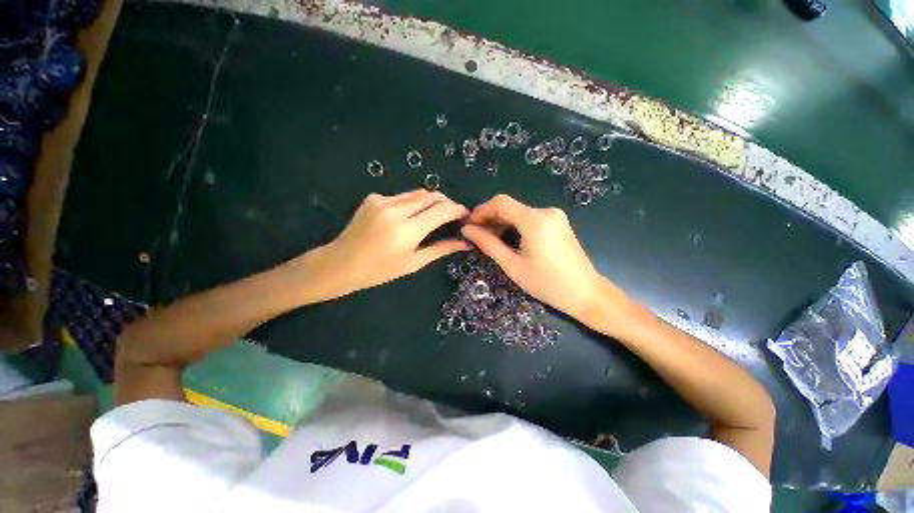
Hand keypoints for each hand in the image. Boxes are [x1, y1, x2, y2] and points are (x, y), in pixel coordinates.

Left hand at [310, 190, 470, 298]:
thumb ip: (440, 249)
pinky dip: (412, 203)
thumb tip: (464, 243)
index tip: (465, 214)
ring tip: (433, 215)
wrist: (341, 263)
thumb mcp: (413, 263)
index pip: (441, 210)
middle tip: (452, 214)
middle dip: (446, 202)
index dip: (457, 209)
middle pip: (431, 195)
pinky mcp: (374, 197)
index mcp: (407, 230)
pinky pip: (402, 196)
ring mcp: (382, 200)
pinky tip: (408, 217)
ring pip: (417, 193)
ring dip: (430, 201)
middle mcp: (395, 210)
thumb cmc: (379, 270)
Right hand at [461, 195, 608, 318]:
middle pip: (510, 206)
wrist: (586, 293)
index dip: (481, 211)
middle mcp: (546, 211)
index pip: (500, 202)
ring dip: (502, 222)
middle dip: (490, 218)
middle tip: (476, 235)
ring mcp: (554, 216)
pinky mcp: (558, 222)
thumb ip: (488, 244)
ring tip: (490, 239)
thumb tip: (467, 230)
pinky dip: (515, 225)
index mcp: (535, 221)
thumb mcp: (512, 265)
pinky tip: (508, 238)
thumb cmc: (547, 284)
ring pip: (519, 212)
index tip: (469, 225)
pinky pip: (530, 217)